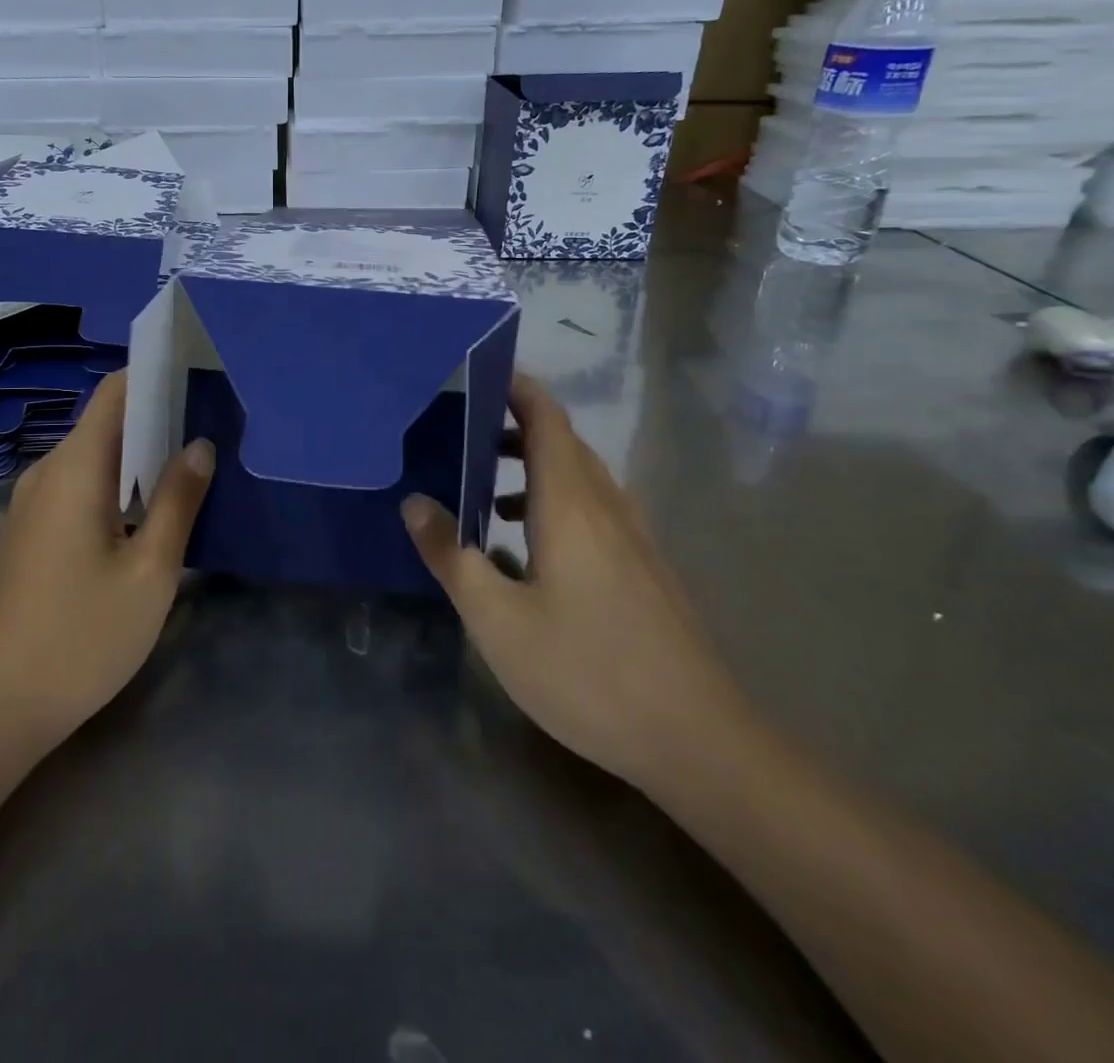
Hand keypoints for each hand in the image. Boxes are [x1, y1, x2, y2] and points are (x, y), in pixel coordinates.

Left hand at [0, 371, 214, 752]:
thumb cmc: (83, 635)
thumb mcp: (150, 569)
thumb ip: (178, 500)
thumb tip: (199, 445)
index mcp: (75, 468)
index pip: (114, 392)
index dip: (154, 377)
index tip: (198, 379)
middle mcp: (47, 473)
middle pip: (105, 422)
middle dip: (157, 419)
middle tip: (211, 430)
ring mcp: (34, 504)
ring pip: (95, 457)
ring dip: (140, 456)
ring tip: (191, 468)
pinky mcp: (32, 533)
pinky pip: (81, 486)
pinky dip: (118, 484)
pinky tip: (149, 512)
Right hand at [402, 373, 747, 791]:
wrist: (698, 739)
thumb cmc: (587, 671)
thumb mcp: (497, 619)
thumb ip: (453, 556)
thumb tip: (415, 503)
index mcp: (571, 503)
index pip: (546, 417)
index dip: (515, 387)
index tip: (475, 374)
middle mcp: (606, 506)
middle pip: (562, 441)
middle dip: (513, 425)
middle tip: (461, 431)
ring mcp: (633, 537)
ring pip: (580, 476)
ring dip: (533, 465)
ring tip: (484, 486)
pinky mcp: (644, 567)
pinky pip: (593, 508)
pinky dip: (555, 500)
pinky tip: (528, 546)